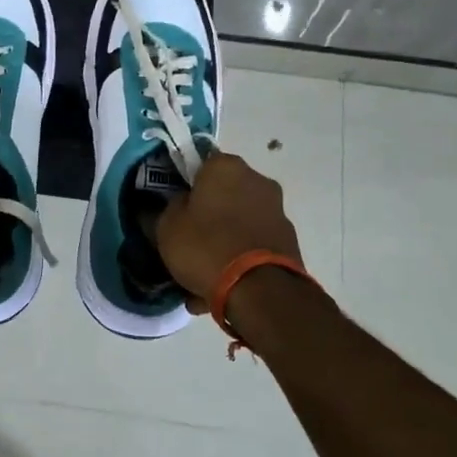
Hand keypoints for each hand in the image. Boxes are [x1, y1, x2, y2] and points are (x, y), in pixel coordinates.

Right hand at [155, 151, 303, 308]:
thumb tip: (178, 203)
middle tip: (188, 241)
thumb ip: (168, 207)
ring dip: (224, 241)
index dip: (185, 185)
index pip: (200, 164)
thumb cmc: (206, 246)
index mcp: (226, 167)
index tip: (175, 207)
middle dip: (208, 215)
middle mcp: (257, 180)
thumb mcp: (167, 226)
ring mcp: (277, 211)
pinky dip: (240, 259)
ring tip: (203, 275)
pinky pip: (253, 245)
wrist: (261, 292)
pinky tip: (222, 287)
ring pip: (238, 223)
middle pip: (223, 194)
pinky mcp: (289, 241)